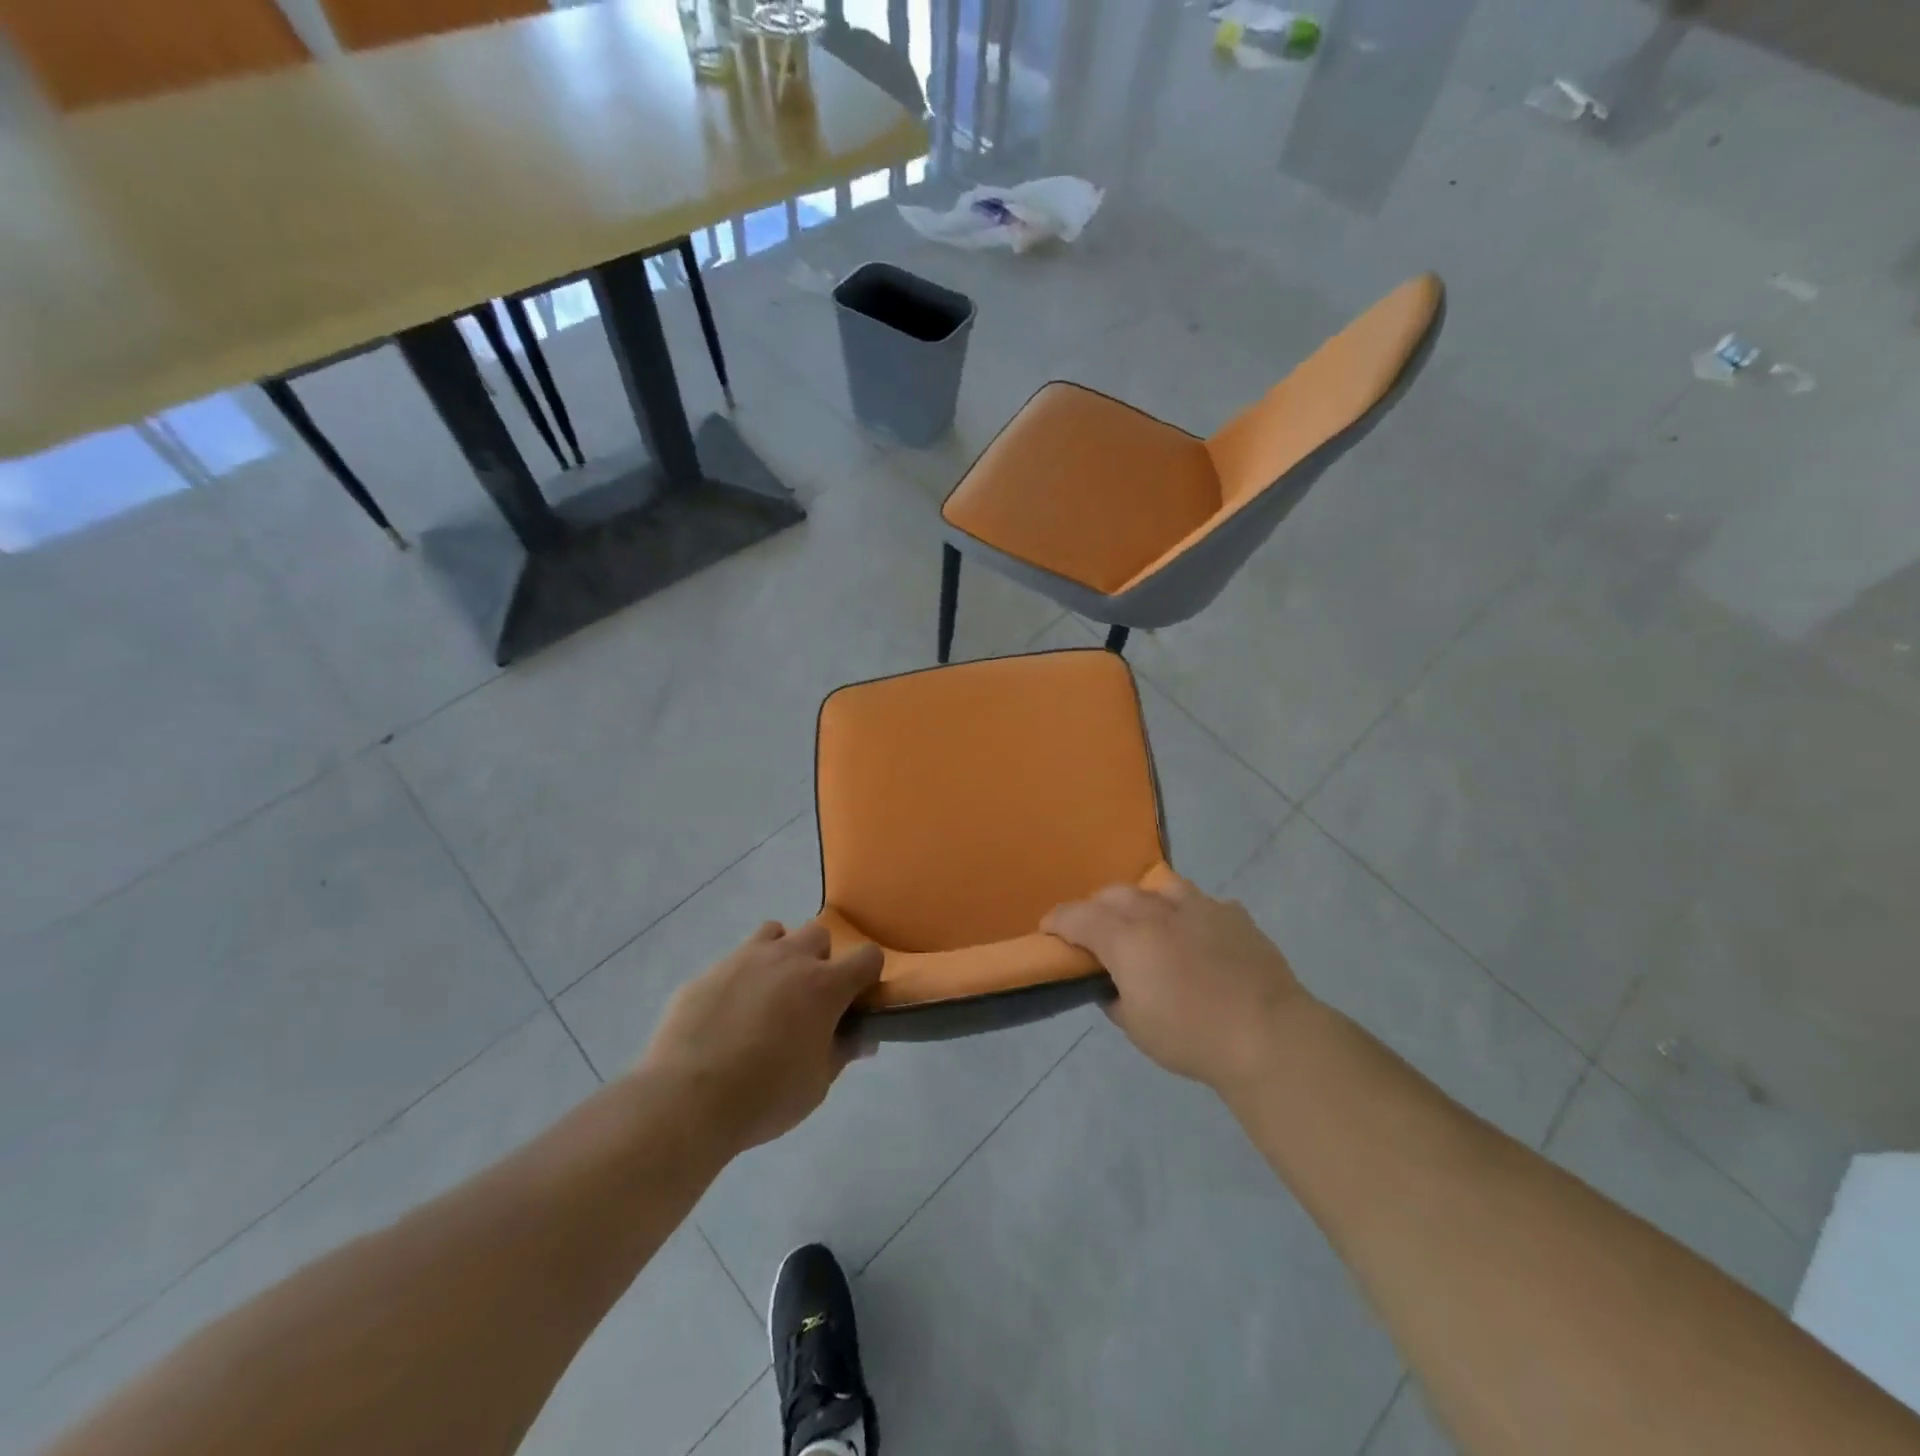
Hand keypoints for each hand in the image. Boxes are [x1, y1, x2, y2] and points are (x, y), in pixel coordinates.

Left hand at [638, 921, 882, 1152]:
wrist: (685, 1100)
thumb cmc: (765, 1096)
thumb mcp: (817, 1085)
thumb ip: (843, 1052)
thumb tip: (863, 1038)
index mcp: (823, 985)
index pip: (867, 956)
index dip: (868, 975)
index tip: (858, 1001)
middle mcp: (788, 959)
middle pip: (819, 934)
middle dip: (822, 959)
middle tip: (809, 999)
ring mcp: (744, 959)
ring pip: (775, 933)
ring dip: (781, 954)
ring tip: (770, 993)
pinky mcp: (708, 971)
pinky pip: (735, 960)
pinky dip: (741, 977)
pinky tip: (728, 1014)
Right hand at [1043, 877, 1308, 1091]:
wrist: (1268, 1035)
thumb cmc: (1192, 1037)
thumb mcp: (1136, 1028)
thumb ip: (1114, 998)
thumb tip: (1110, 984)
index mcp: (1127, 939)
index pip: (1078, 916)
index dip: (1057, 920)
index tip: (1048, 929)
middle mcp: (1158, 912)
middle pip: (1115, 894)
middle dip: (1097, 907)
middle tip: (1095, 930)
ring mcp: (1200, 908)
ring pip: (1159, 887)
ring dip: (1143, 901)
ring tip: (1146, 921)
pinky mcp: (1233, 915)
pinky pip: (1202, 903)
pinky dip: (1188, 914)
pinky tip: (1195, 934)